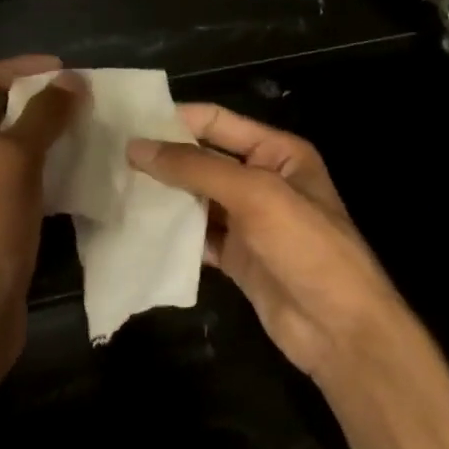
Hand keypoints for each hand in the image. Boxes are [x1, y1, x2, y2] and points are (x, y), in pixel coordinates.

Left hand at [0, 56, 84, 385]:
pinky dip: (50, 170)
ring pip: (14, 148)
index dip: (19, 69)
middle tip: (85, 99)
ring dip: (48, 135)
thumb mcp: (10, 166)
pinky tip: (82, 173)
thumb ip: (40, 118)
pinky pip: (24, 182)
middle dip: (38, 101)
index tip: (64, 70)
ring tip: (90, 130)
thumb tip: (70, 81)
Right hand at [127, 104, 414, 381]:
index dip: (174, 120)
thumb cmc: (306, 247)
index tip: (126, 124)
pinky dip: (170, 233)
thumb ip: (196, 168)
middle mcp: (261, 180)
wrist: (339, 329)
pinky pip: (195, 235)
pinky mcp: (235, 256)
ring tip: (113, 190)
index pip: (216, 122)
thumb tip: (136, 147)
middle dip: (161, 159)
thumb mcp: (255, 195)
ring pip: (194, 199)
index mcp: (277, 153)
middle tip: (109, 159)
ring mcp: (247, 221)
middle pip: (201, 160)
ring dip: (161, 196)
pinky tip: (136, 230)